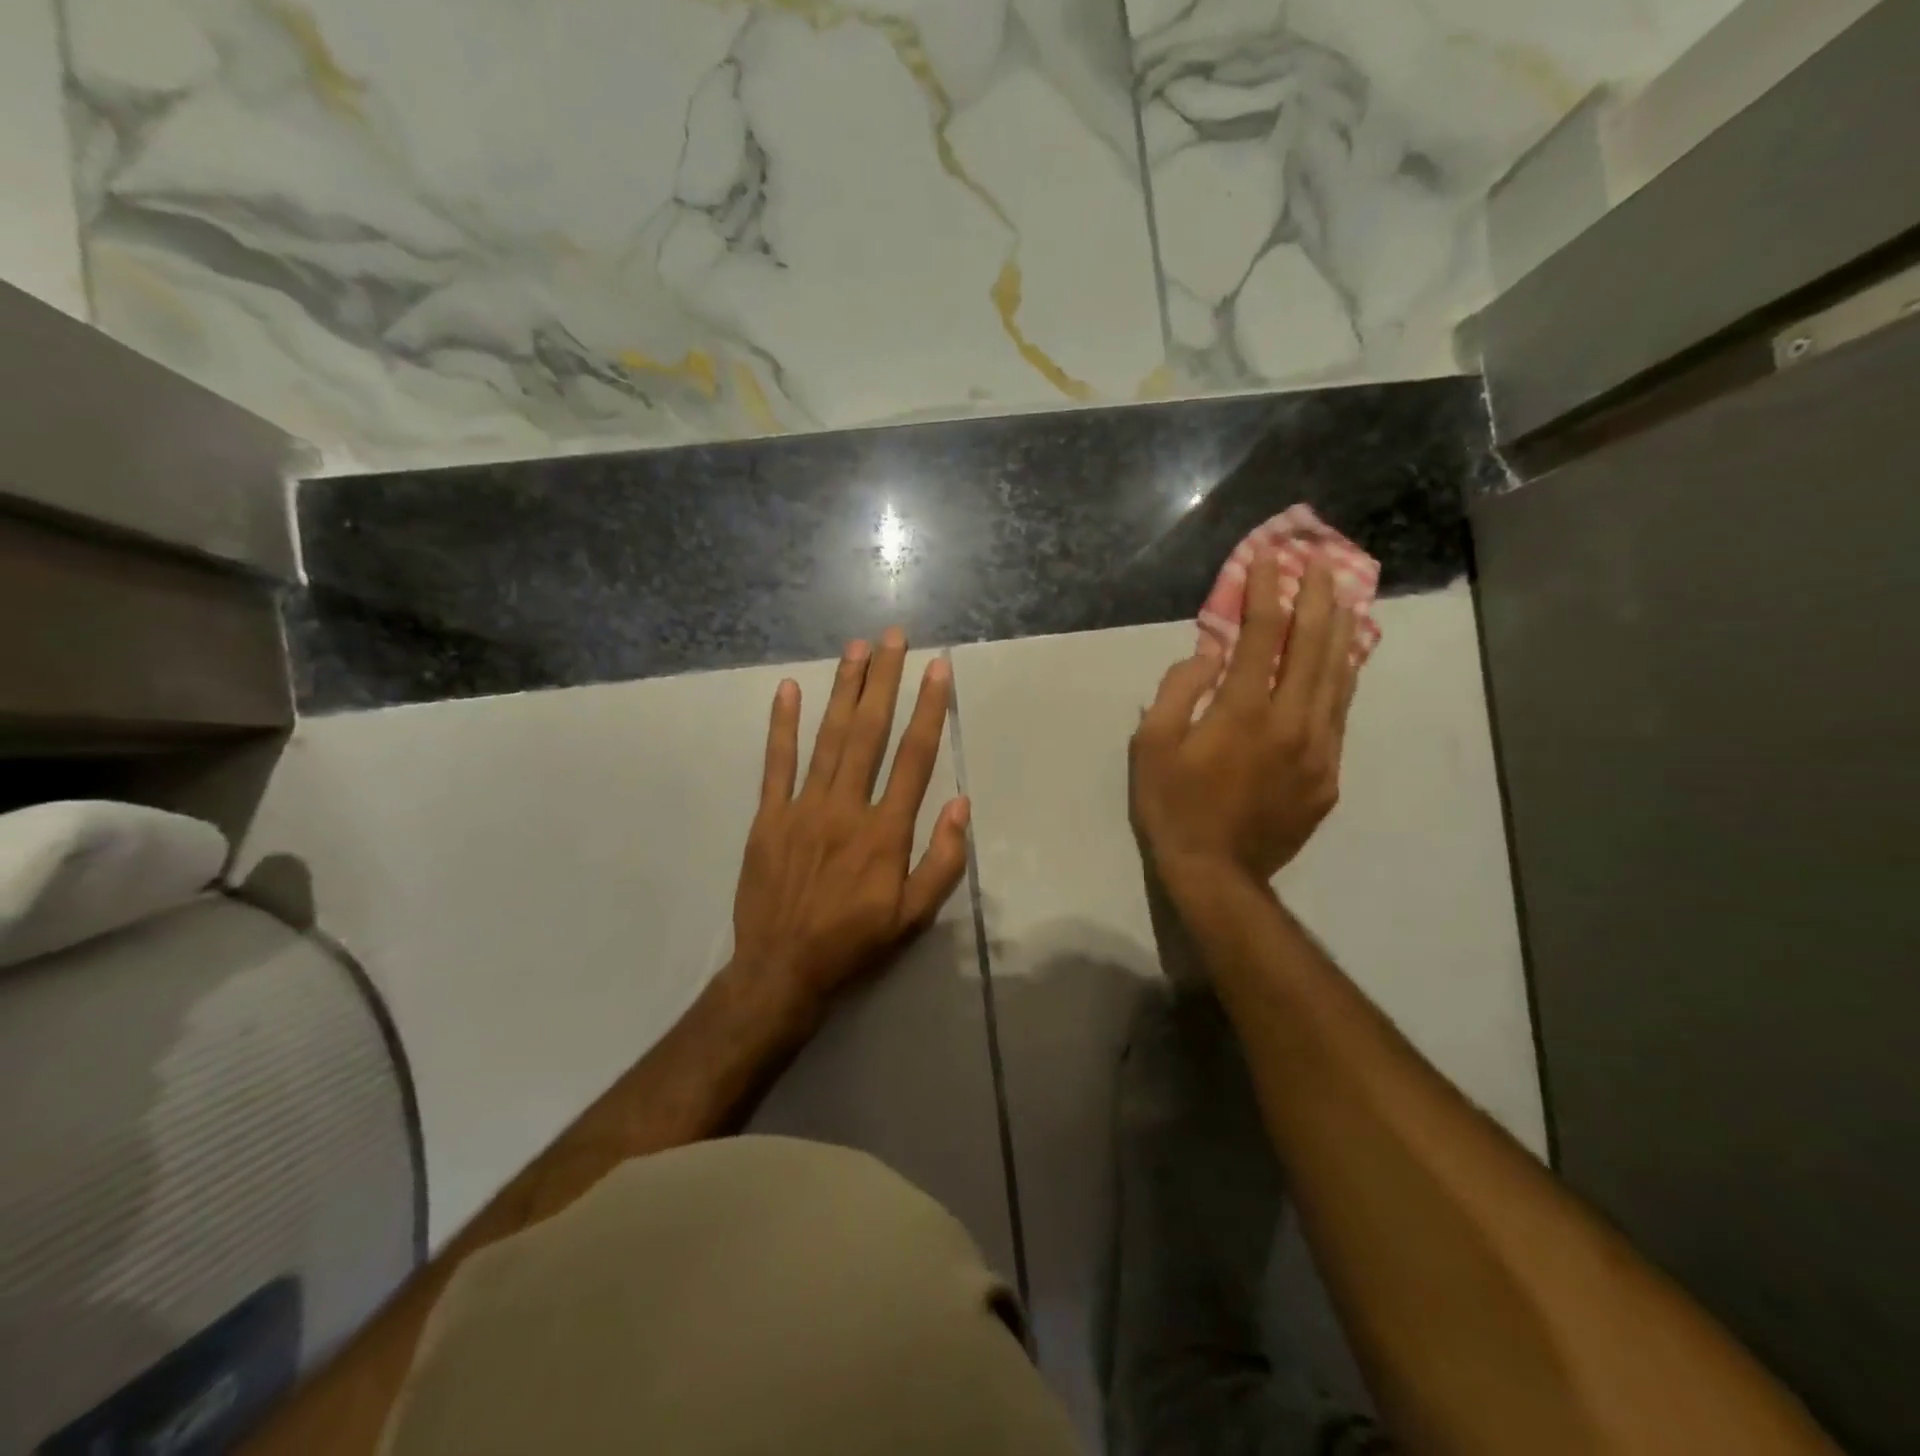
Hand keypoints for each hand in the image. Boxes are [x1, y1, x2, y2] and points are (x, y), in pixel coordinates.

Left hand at [727, 629, 970, 1034]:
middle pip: (870, 733)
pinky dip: (782, 725)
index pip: (913, 758)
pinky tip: (788, 689)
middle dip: (884, 680)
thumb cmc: (855, 942)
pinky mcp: (769, 816)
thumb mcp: (913, 917)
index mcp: (885, 832)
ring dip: (843, 690)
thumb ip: (942, 861)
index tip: (937, 669)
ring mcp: (803, 808)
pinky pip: (776, 763)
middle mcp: (845, 807)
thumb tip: (960, 805)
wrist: (782, 969)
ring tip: (856, 648)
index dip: (928, 709)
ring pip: (828, 738)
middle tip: (893, 637)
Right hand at [1130, 556, 1359, 889]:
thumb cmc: (1173, 805)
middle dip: (1317, 598)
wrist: (1217, 873)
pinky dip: (1343, 680)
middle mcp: (1292, 721)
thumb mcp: (1152, 745)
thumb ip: (1179, 690)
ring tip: (1346, 596)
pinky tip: (1344, 663)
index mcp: (1244, 711)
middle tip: (1320, 562)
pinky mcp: (1328, 776)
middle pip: (1313, 646)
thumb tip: (1208, 653)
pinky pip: (1340, 716)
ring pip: (1338, 678)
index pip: (1262, 634)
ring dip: (1341, 632)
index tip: (1269, 558)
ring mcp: (1318, 750)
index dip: (1266, 590)